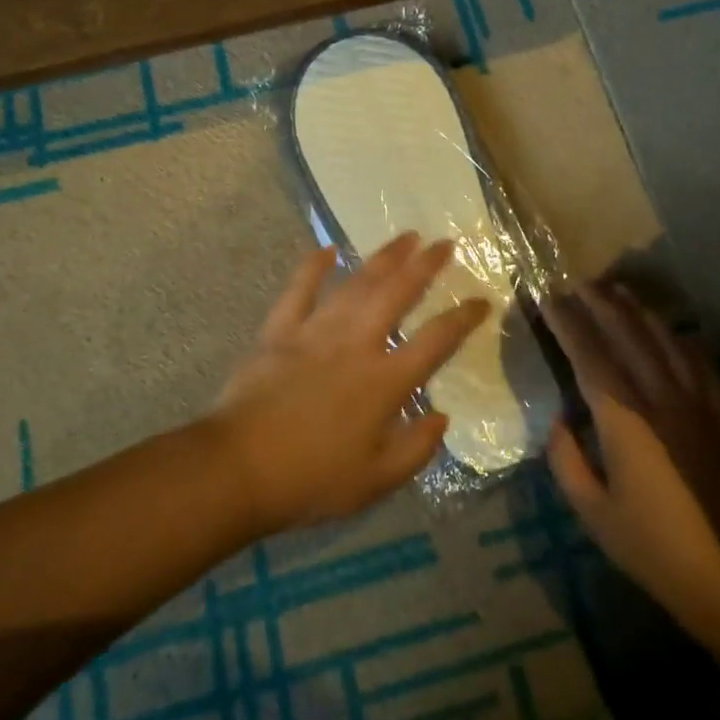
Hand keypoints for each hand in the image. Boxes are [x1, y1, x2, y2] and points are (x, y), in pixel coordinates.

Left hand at [211, 233, 489, 532]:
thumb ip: (416, 449)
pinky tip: (328, 250)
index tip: (482, 300)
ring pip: (357, 284)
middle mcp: (357, 344)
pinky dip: (313, 267)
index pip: (435, 341)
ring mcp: (316, 332)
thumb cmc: (311, 480)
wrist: (238, 469)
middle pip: (398, 294)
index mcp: (385, 381)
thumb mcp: (375, 481)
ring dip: (384, 258)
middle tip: (446, 243)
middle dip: (426, 266)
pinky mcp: (280, 330)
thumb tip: (442, 417)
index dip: (463, 318)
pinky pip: (299, 290)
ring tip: (406, 238)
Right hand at [544, 282, 719, 626]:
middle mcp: (660, 400)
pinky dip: (682, 342)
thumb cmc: (649, 546)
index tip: (548, 299)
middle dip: (600, 305)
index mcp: (625, 420)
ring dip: (639, 313)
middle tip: (578, 282)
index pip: (589, 357)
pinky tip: (673, 333)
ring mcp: (695, 406)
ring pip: (665, 342)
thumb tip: (560, 421)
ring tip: (618, 292)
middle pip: (628, 337)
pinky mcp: (718, 419)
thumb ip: (566, 460)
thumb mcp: (591, 511)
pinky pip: (700, 366)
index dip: (567, 325)